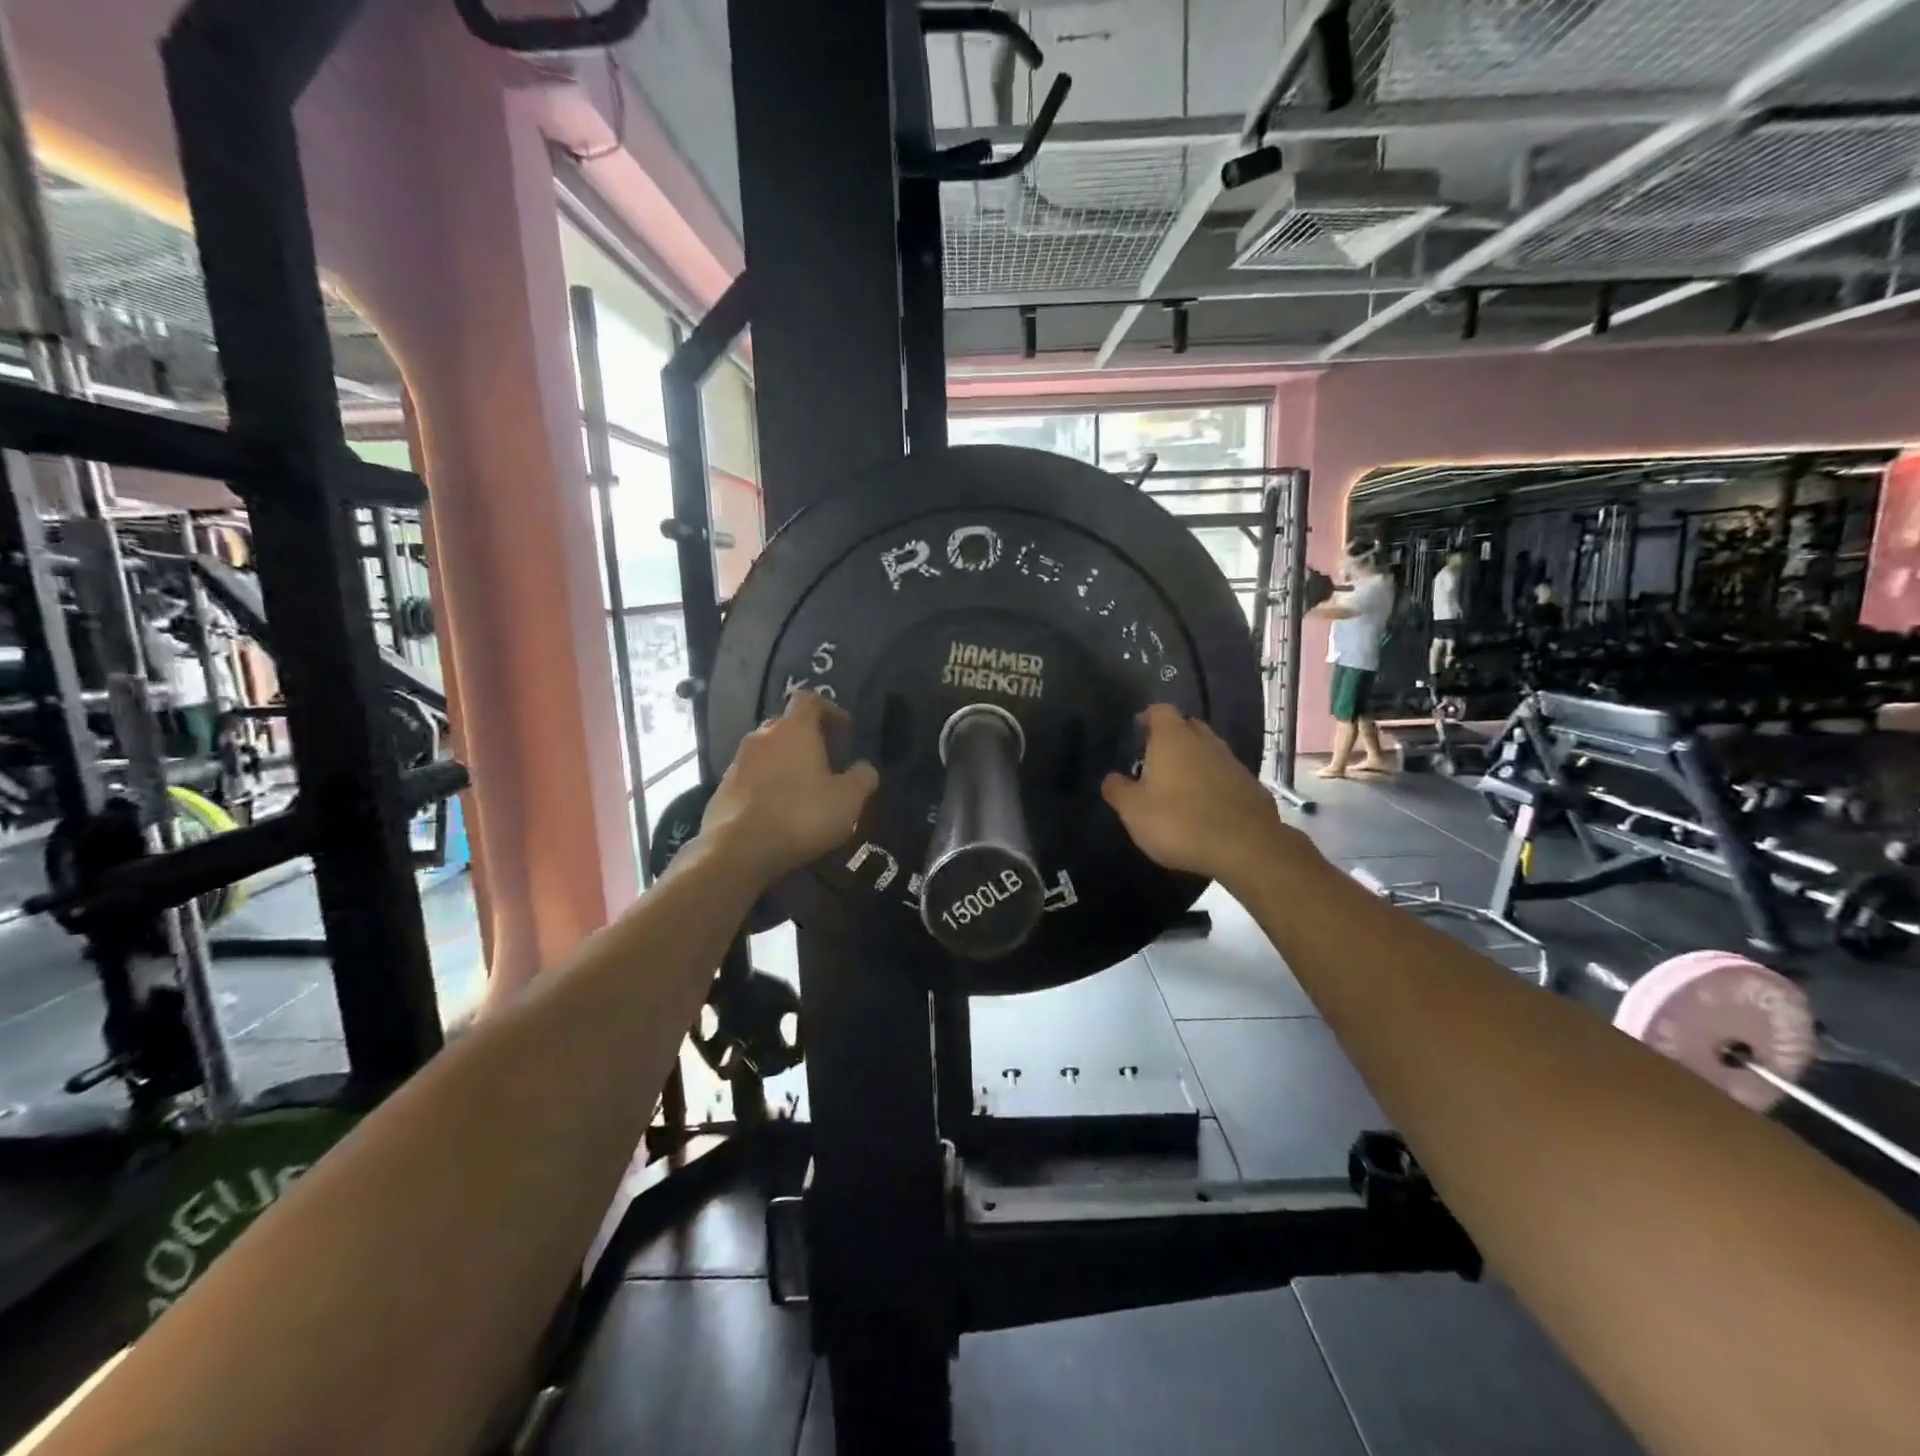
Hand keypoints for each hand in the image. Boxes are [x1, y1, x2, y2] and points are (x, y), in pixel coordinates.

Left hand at [701, 692, 878, 887]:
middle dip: (807, 738)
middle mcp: (762, 736)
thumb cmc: (801, 815)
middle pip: (786, 725)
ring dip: (785, 763)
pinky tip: (778, 810)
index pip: (810, 699)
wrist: (738, 851)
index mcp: (794, 729)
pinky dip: (766, 786)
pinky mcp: (721, 789)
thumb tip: (865, 767)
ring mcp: (737, 762)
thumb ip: (862, 778)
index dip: (830, 710)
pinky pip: (750, 778)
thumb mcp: (848, 800)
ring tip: (803, 789)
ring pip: (767, 752)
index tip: (845, 730)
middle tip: (826, 761)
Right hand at [1101, 705, 1294, 887]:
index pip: (1160, 711)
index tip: (1138, 732)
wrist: (1245, 848)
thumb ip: (1118, 790)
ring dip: (1195, 763)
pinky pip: (1226, 776)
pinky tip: (1206, 808)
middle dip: (1172, 739)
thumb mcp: (1133, 811)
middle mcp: (1205, 741)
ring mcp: (1232, 762)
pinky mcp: (1252, 786)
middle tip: (1156, 760)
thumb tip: (1111, 778)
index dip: (1148, 718)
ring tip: (1179, 787)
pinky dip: (1214, 784)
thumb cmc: (1178, 821)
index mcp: (1172, 738)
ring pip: (1209, 752)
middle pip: (1187, 727)